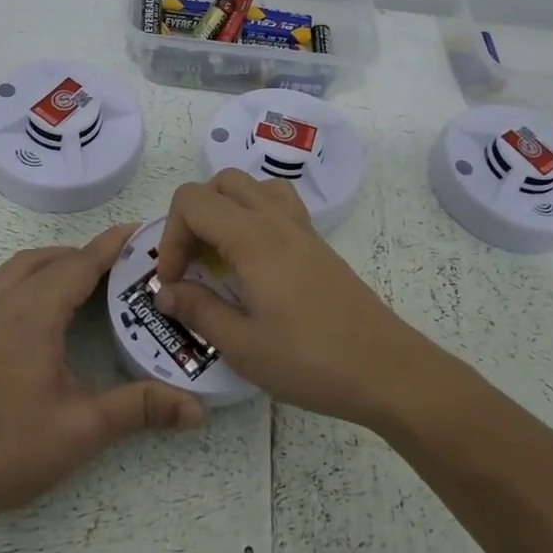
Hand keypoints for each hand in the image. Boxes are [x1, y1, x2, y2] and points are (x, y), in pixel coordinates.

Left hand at [0, 224, 205, 527]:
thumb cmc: (9, 452)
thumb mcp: (82, 429)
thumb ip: (140, 409)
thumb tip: (197, 410)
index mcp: (32, 316)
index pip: (79, 265)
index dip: (111, 246)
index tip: (140, 230)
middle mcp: (2, 305)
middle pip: (51, 261)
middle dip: (88, 255)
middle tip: (125, 266)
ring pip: (20, 267)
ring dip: (55, 261)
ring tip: (85, 277)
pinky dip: (26, 275)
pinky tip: (37, 302)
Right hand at [154, 170, 443, 429]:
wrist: (386, 370)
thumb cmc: (311, 361)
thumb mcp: (243, 346)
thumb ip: (198, 310)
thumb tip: (166, 291)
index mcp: (253, 238)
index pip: (193, 201)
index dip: (170, 236)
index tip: (174, 280)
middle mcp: (277, 220)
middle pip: (222, 182)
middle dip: (194, 217)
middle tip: (193, 264)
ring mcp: (303, 229)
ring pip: (254, 187)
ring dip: (226, 209)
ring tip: (221, 254)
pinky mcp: (318, 245)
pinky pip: (279, 205)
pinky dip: (254, 217)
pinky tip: (254, 263)